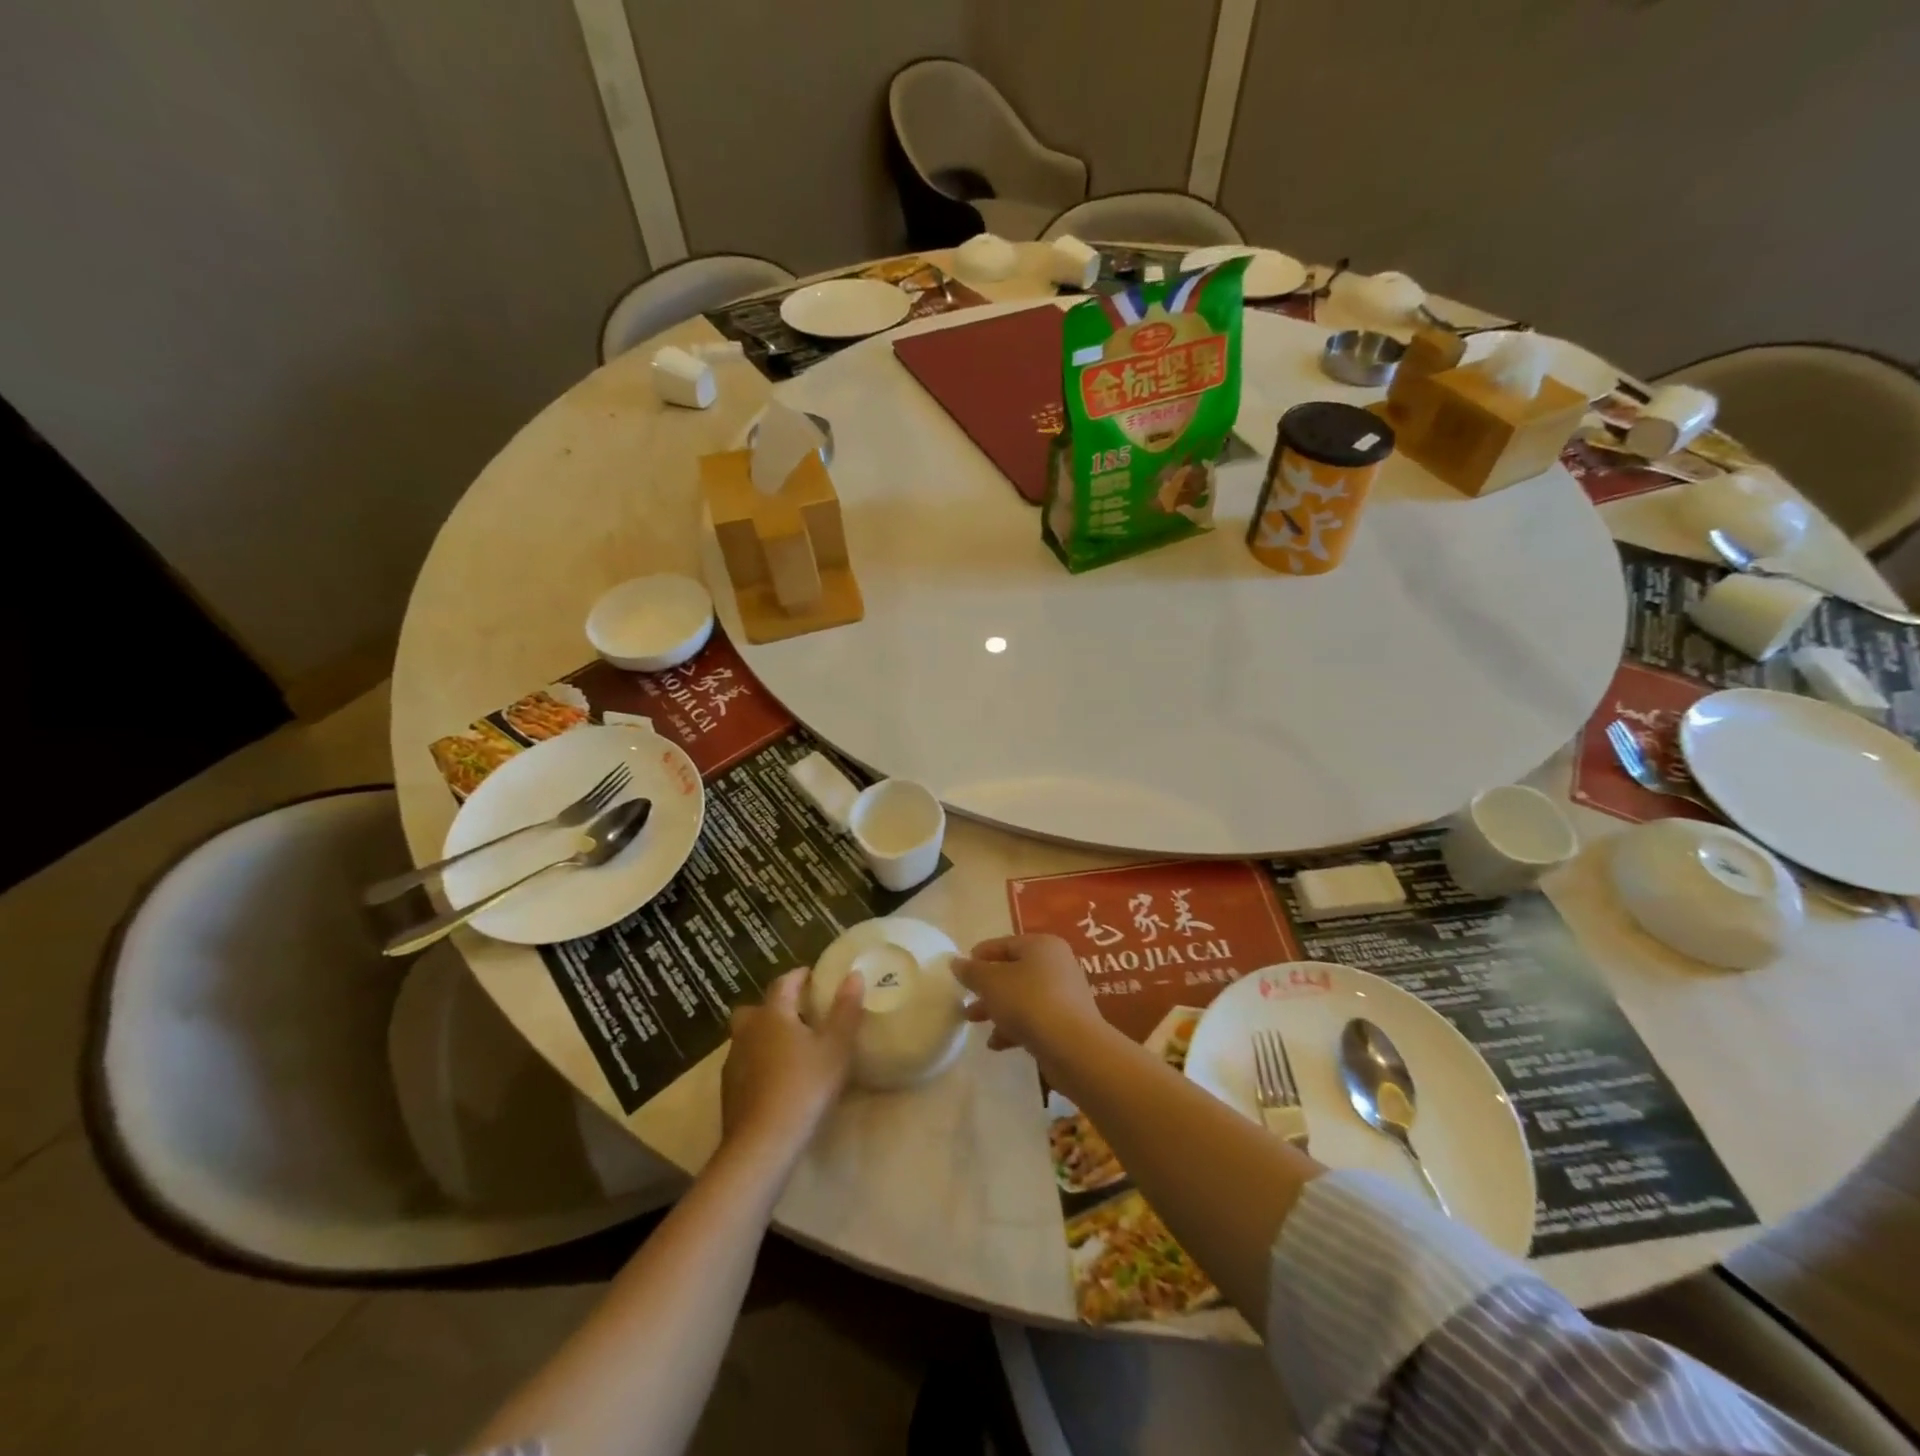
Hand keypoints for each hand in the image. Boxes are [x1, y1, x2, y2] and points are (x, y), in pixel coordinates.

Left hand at [721, 969, 862, 1164]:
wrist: (762, 1144)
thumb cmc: (804, 1087)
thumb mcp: (836, 1048)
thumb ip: (845, 1010)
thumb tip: (853, 975)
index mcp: (773, 1014)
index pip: (784, 983)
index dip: (799, 976)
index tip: (813, 976)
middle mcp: (748, 1031)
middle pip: (756, 1008)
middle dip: (774, 1006)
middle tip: (798, 1014)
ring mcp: (734, 1061)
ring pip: (747, 1036)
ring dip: (764, 1035)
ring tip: (790, 1048)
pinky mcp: (729, 1090)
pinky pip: (744, 1063)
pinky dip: (758, 1062)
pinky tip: (776, 1079)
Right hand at [953, 934, 1101, 1061]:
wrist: (1073, 1047)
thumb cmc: (1028, 1002)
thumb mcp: (991, 983)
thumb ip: (971, 972)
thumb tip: (956, 962)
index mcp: (1041, 946)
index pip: (1005, 944)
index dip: (980, 955)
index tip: (961, 970)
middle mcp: (1056, 964)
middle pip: (1013, 971)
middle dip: (987, 987)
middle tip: (965, 999)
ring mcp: (1064, 994)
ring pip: (1022, 997)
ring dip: (997, 1009)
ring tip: (974, 1022)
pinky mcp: (1066, 1022)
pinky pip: (1034, 1018)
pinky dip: (1014, 1027)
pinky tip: (996, 1044)